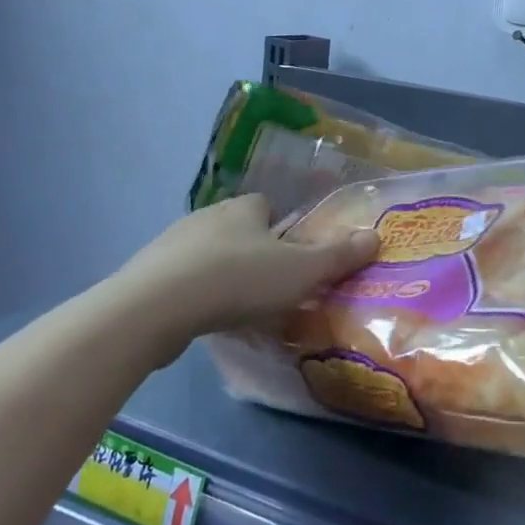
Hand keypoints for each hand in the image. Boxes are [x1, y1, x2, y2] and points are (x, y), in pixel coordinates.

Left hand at [120, 195, 377, 338]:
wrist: (156, 307)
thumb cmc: (239, 280)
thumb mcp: (301, 271)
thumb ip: (338, 256)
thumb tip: (375, 236)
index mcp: (244, 207)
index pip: (267, 206)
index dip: (282, 228)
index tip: (291, 256)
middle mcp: (207, 216)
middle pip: (238, 229)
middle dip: (253, 251)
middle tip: (271, 284)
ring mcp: (172, 243)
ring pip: (208, 253)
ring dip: (222, 272)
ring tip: (238, 306)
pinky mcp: (148, 273)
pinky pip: (181, 278)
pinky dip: (195, 293)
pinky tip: (203, 317)